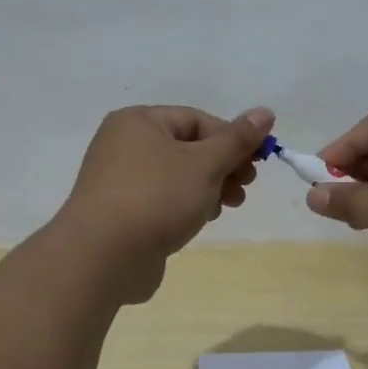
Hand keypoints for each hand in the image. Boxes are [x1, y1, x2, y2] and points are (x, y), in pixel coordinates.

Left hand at [56, 104, 274, 301]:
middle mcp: (123, 144)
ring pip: (176, 176)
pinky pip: (161, 199)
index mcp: (139, 121)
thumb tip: (265, 112)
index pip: (197, 119)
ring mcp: (118, 180)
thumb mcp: (205, 164)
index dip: (232, 138)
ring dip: (208, 188)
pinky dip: (185, 205)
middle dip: (222, 166)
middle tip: (245, 187)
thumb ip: (237, 140)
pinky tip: (200, 221)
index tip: (257, 163)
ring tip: (227, 206)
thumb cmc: (157, 198)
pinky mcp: (120, 212)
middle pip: (187, 147)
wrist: (102, 256)